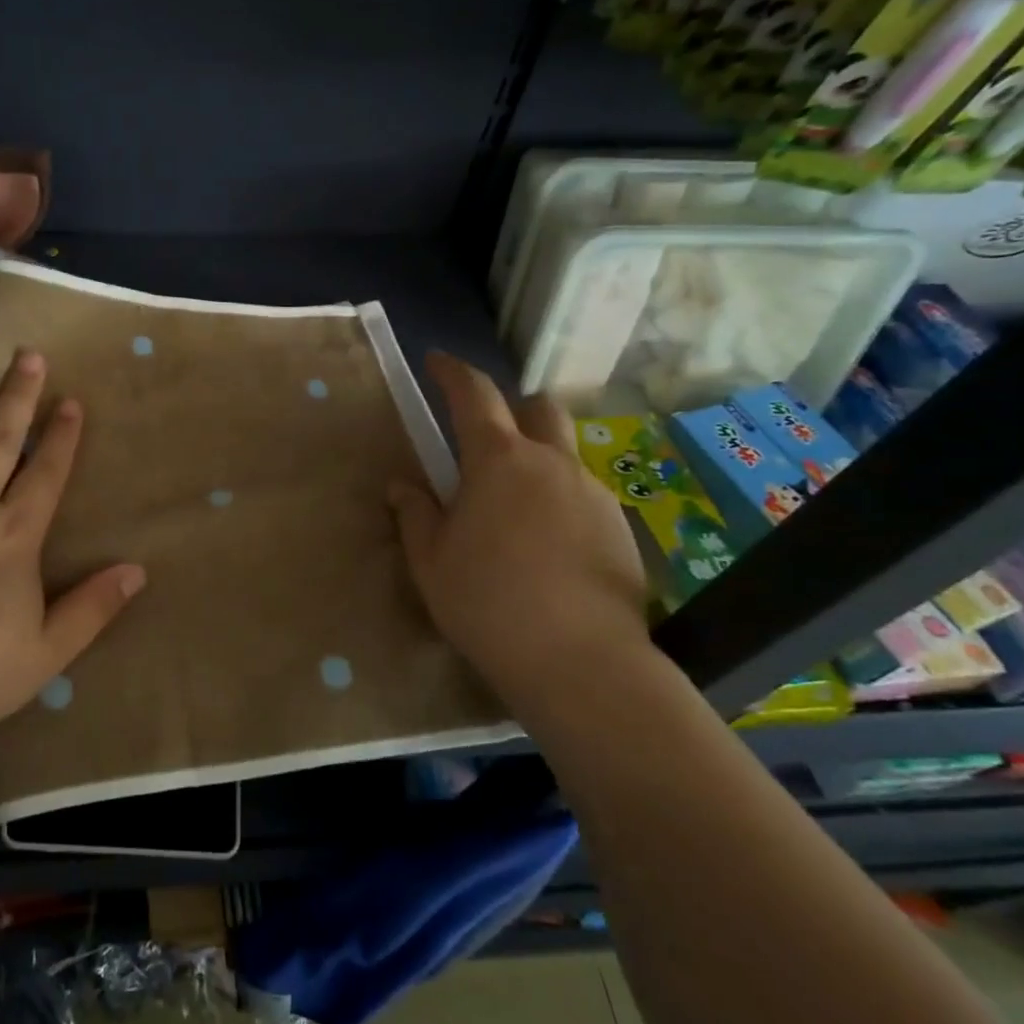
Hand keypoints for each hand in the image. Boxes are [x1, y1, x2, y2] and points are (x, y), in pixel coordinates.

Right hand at [387, 353, 653, 723]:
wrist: (581, 663)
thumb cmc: (488, 604)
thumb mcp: (432, 561)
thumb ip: (415, 514)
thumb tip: (402, 484)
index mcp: (499, 462)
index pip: (474, 394)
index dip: (453, 372)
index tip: (437, 361)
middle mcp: (553, 463)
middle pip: (539, 408)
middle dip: (512, 407)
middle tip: (486, 439)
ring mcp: (593, 494)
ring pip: (565, 454)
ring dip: (538, 460)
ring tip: (515, 508)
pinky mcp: (621, 529)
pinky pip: (583, 495)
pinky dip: (560, 500)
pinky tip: (547, 546)